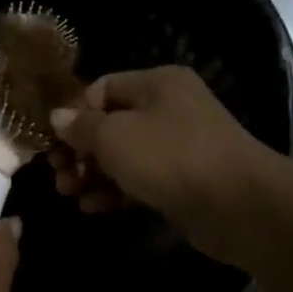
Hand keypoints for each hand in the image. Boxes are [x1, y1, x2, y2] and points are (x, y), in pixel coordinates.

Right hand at [48, 66, 275, 264]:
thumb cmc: (170, 157)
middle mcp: (169, 108)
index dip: (73, 114)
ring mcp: (178, 146)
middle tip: (57, 175)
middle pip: (110, 124)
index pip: (101, 89)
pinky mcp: (183, 180)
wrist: (239, 205)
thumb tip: (57, 116)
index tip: (53, 143)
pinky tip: (92, 207)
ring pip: (123, 155)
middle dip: (79, 151)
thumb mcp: (114, 137)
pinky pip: (140, 180)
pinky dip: (115, 191)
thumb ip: (81, 126)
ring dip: (92, 174)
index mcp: (156, 83)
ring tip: (68, 194)